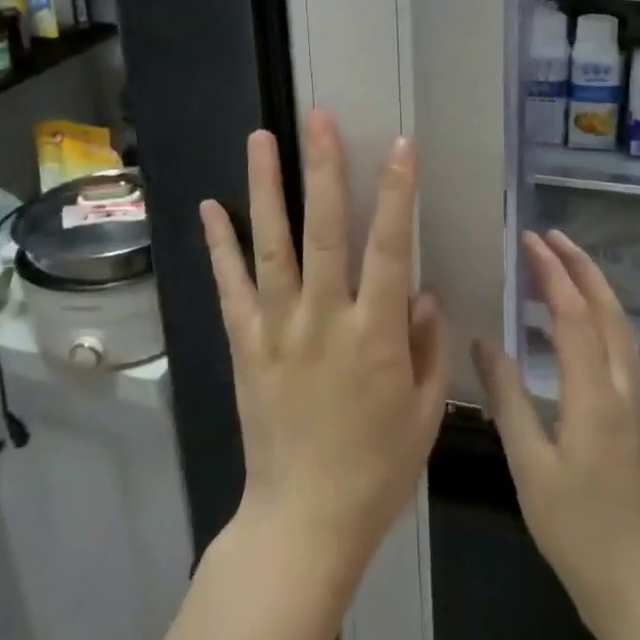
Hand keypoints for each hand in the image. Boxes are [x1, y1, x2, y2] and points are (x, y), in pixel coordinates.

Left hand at [199, 112, 448, 576]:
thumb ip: (428, 346)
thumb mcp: (424, 412)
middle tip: (319, 118)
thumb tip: (422, 290)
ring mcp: (278, 329)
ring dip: (266, 189)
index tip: (400, 145)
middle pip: (325, 231)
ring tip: (261, 138)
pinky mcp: (245, 344)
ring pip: (272, 246)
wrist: (303, 521)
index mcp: (376, 335)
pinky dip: (220, 245)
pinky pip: (231, 287)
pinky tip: (210, 205)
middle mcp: (324, 319)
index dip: (397, 192)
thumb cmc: (376, 469)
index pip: (389, 247)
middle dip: (324, 169)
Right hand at [472, 230, 639, 631]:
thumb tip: (484, 340)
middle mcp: (622, 387)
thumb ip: (507, 397)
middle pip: (608, 310)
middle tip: (550, 236)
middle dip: (581, 267)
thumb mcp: (528, 464)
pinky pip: (620, 347)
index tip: (528, 240)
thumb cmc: (576, 529)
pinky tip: (574, 325)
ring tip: (562, 265)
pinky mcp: (635, 416)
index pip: (574, 315)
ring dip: (594, 288)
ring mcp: (635, 401)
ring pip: (620, 327)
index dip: (552, 273)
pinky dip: (599, 317)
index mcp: (593, 395)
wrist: (638, 587)